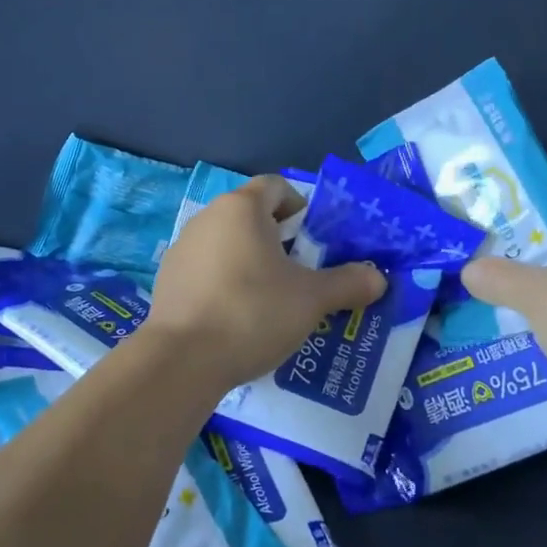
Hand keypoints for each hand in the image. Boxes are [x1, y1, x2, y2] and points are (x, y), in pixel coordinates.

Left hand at [148, 176, 386, 392]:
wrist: (183, 359)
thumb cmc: (253, 312)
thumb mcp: (311, 299)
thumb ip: (348, 283)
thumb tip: (378, 278)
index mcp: (242, 208)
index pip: (277, 187)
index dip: (301, 207)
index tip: (314, 242)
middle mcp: (208, 218)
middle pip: (251, 216)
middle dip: (279, 241)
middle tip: (301, 276)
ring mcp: (182, 248)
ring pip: (227, 245)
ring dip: (251, 263)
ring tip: (271, 302)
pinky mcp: (168, 279)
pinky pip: (206, 270)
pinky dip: (225, 284)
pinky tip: (237, 319)